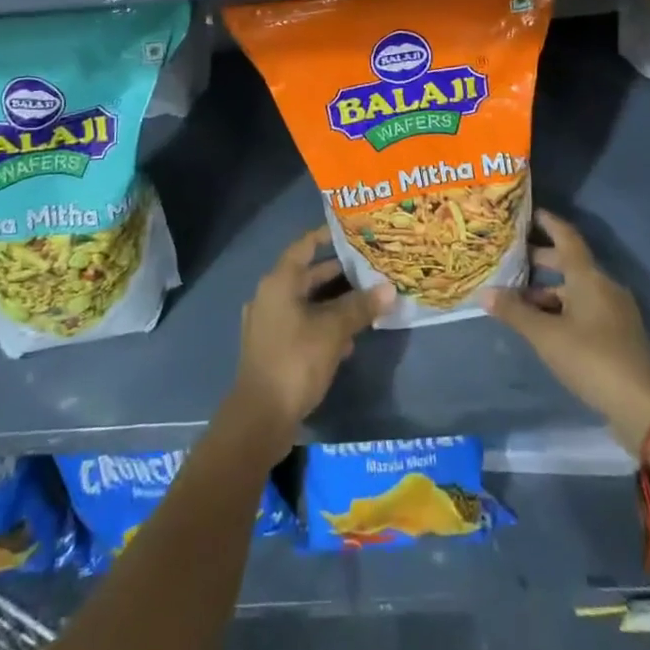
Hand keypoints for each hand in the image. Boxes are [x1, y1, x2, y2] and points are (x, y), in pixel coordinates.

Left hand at [226, 229, 393, 456]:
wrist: (260, 417)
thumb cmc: (295, 361)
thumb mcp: (333, 331)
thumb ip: (360, 307)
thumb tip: (389, 289)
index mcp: (279, 282)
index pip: (305, 246)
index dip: (327, 236)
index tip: (352, 232)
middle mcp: (270, 296)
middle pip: (307, 275)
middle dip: (339, 274)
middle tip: (370, 269)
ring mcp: (268, 323)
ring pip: (306, 302)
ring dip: (334, 303)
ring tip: (367, 303)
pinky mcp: (272, 348)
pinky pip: (301, 324)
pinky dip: (323, 325)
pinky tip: (347, 340)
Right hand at [483, 208, 649, 452]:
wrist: (645, 407)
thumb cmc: (593, 359)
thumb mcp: (546, 336)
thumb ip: (515, 313)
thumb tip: (485, 293)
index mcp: (589, 277)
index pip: (566, 237)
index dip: (547, 222)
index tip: (527, 212)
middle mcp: (603, 287)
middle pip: (568, 264)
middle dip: (539, 259)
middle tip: (509, 258)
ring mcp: (614, 312)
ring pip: (575, 290)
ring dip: (547, 291)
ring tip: (516, 298)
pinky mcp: (617, 336)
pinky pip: (583, 310)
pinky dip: (561, 310)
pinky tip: (541, 326)